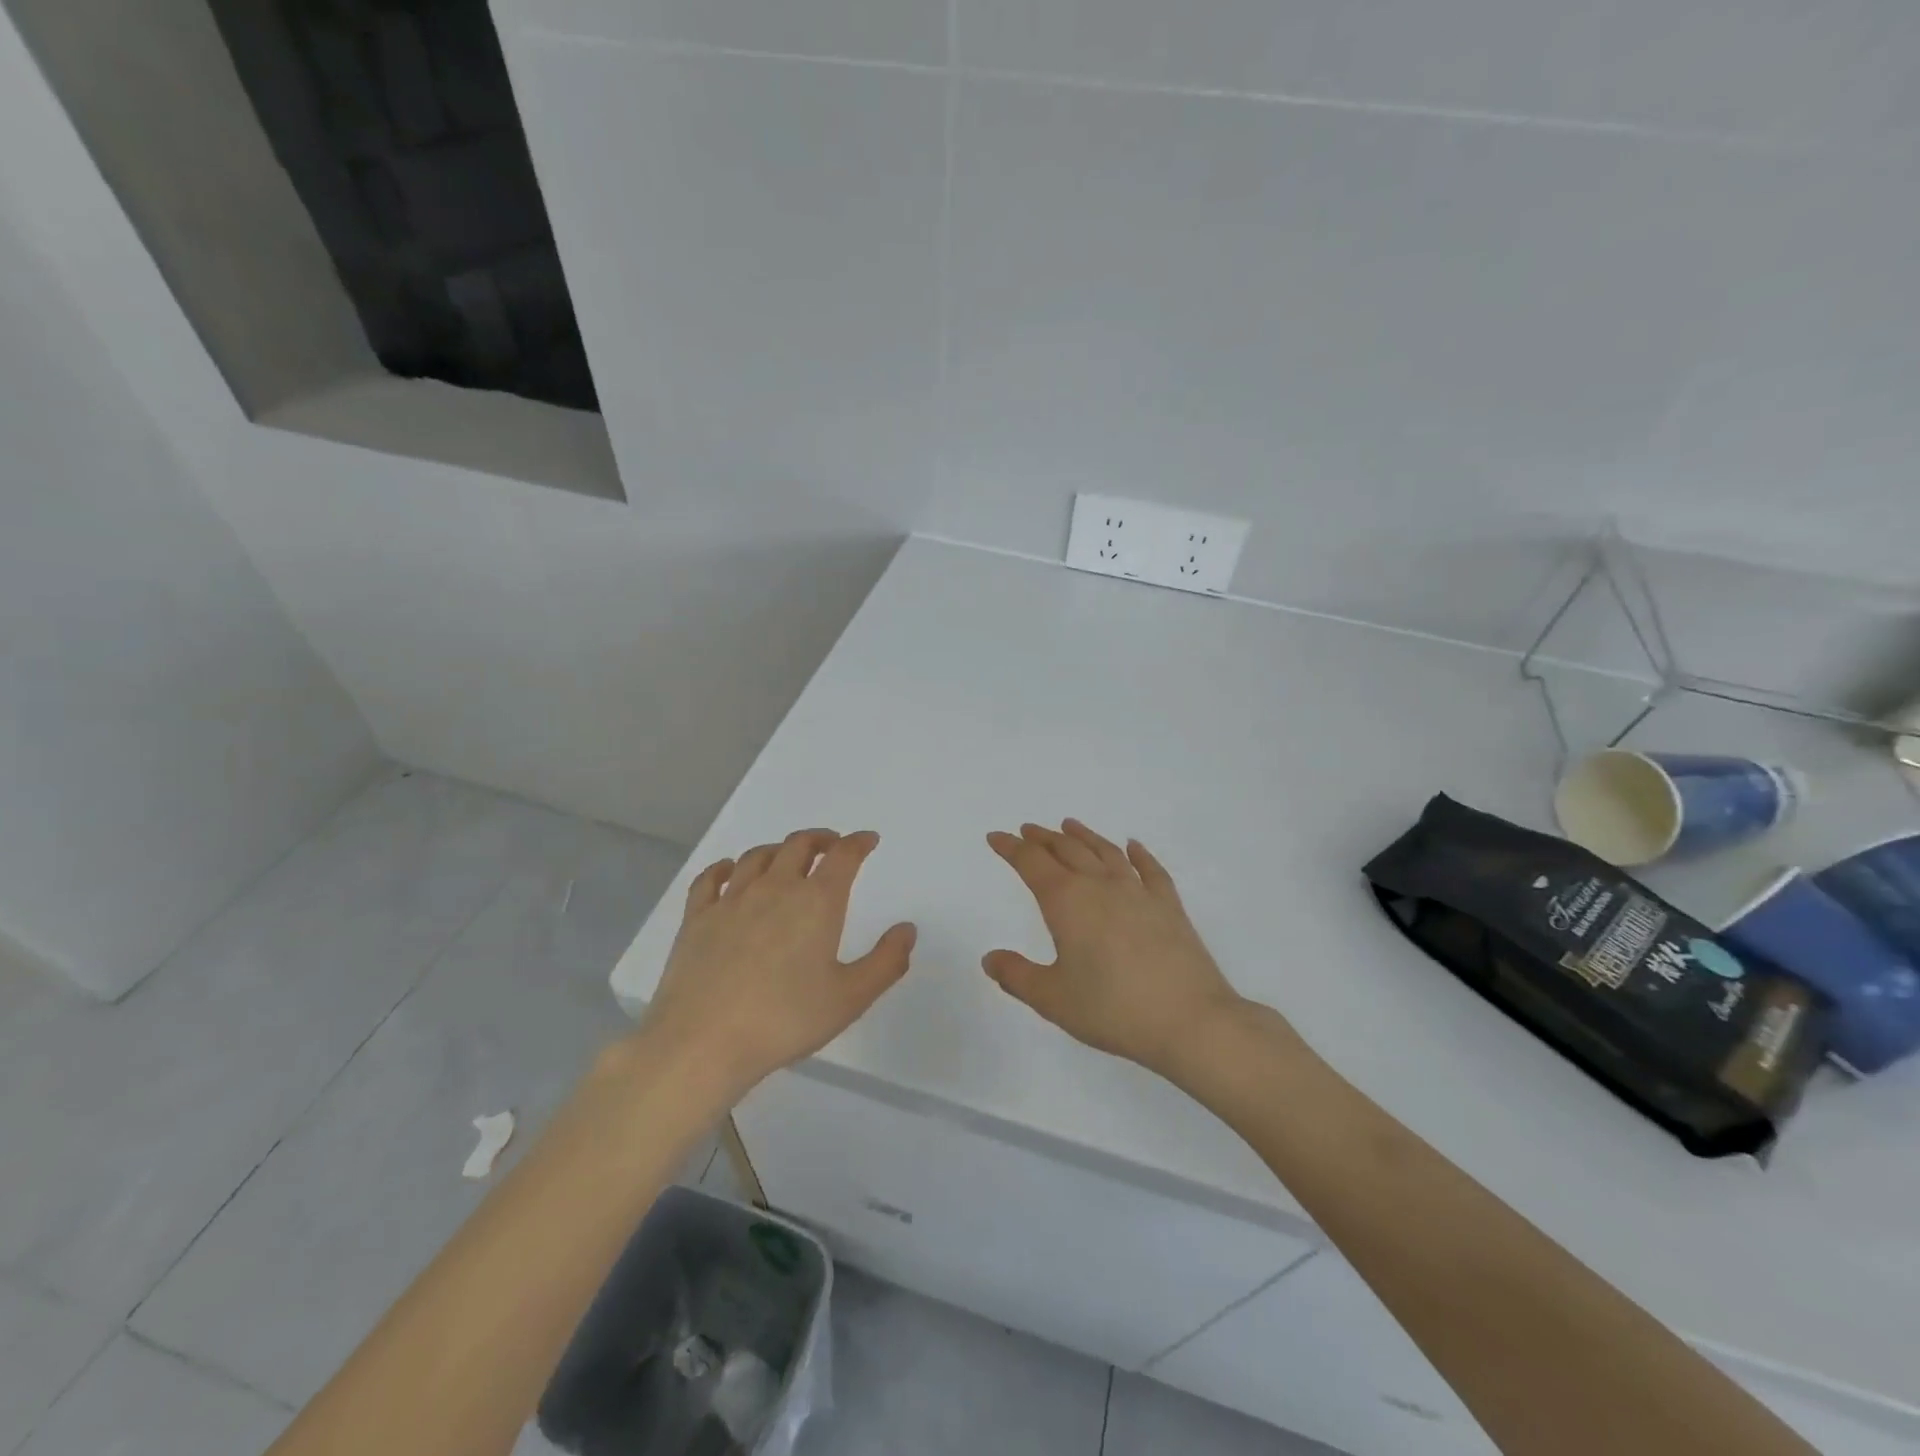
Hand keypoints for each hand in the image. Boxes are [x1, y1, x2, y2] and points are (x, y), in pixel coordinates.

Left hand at [640, 829, 915, 1098]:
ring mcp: (732, 900)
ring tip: (787, 857)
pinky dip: (726, 868)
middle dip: (820, 839)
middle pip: (799, 845)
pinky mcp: (697, 918)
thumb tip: (907, 929)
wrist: (703, 1043)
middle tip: (831, 845)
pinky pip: (711, 878)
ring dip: (779, 850)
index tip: (867, 840)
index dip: (858, 843)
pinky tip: (730, 872)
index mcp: (817, 902)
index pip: (843, 856)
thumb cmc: (785, 1020)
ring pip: (758, 856)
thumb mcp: (851, 998)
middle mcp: (776, 888)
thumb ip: (886, 962)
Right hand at [984, 820, 1244, 1076]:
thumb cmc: (1113, 1009)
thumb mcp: (1053, 999)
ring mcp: (1139, 892)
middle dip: (1043, 838)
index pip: (1031, 863)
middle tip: (1028, 830)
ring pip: (1105, 851)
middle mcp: (1100, 885)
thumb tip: (990, 958)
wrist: (1189, 1020)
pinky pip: (1150, 869)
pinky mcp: (1169, 905)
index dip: (1010, 848)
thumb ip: (1017, 976)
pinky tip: (1133, 846)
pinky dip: (1138, 853)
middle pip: (1067, 850)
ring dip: (1084, 836)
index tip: (996, 837)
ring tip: (1069, 825)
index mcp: (1067, 901)